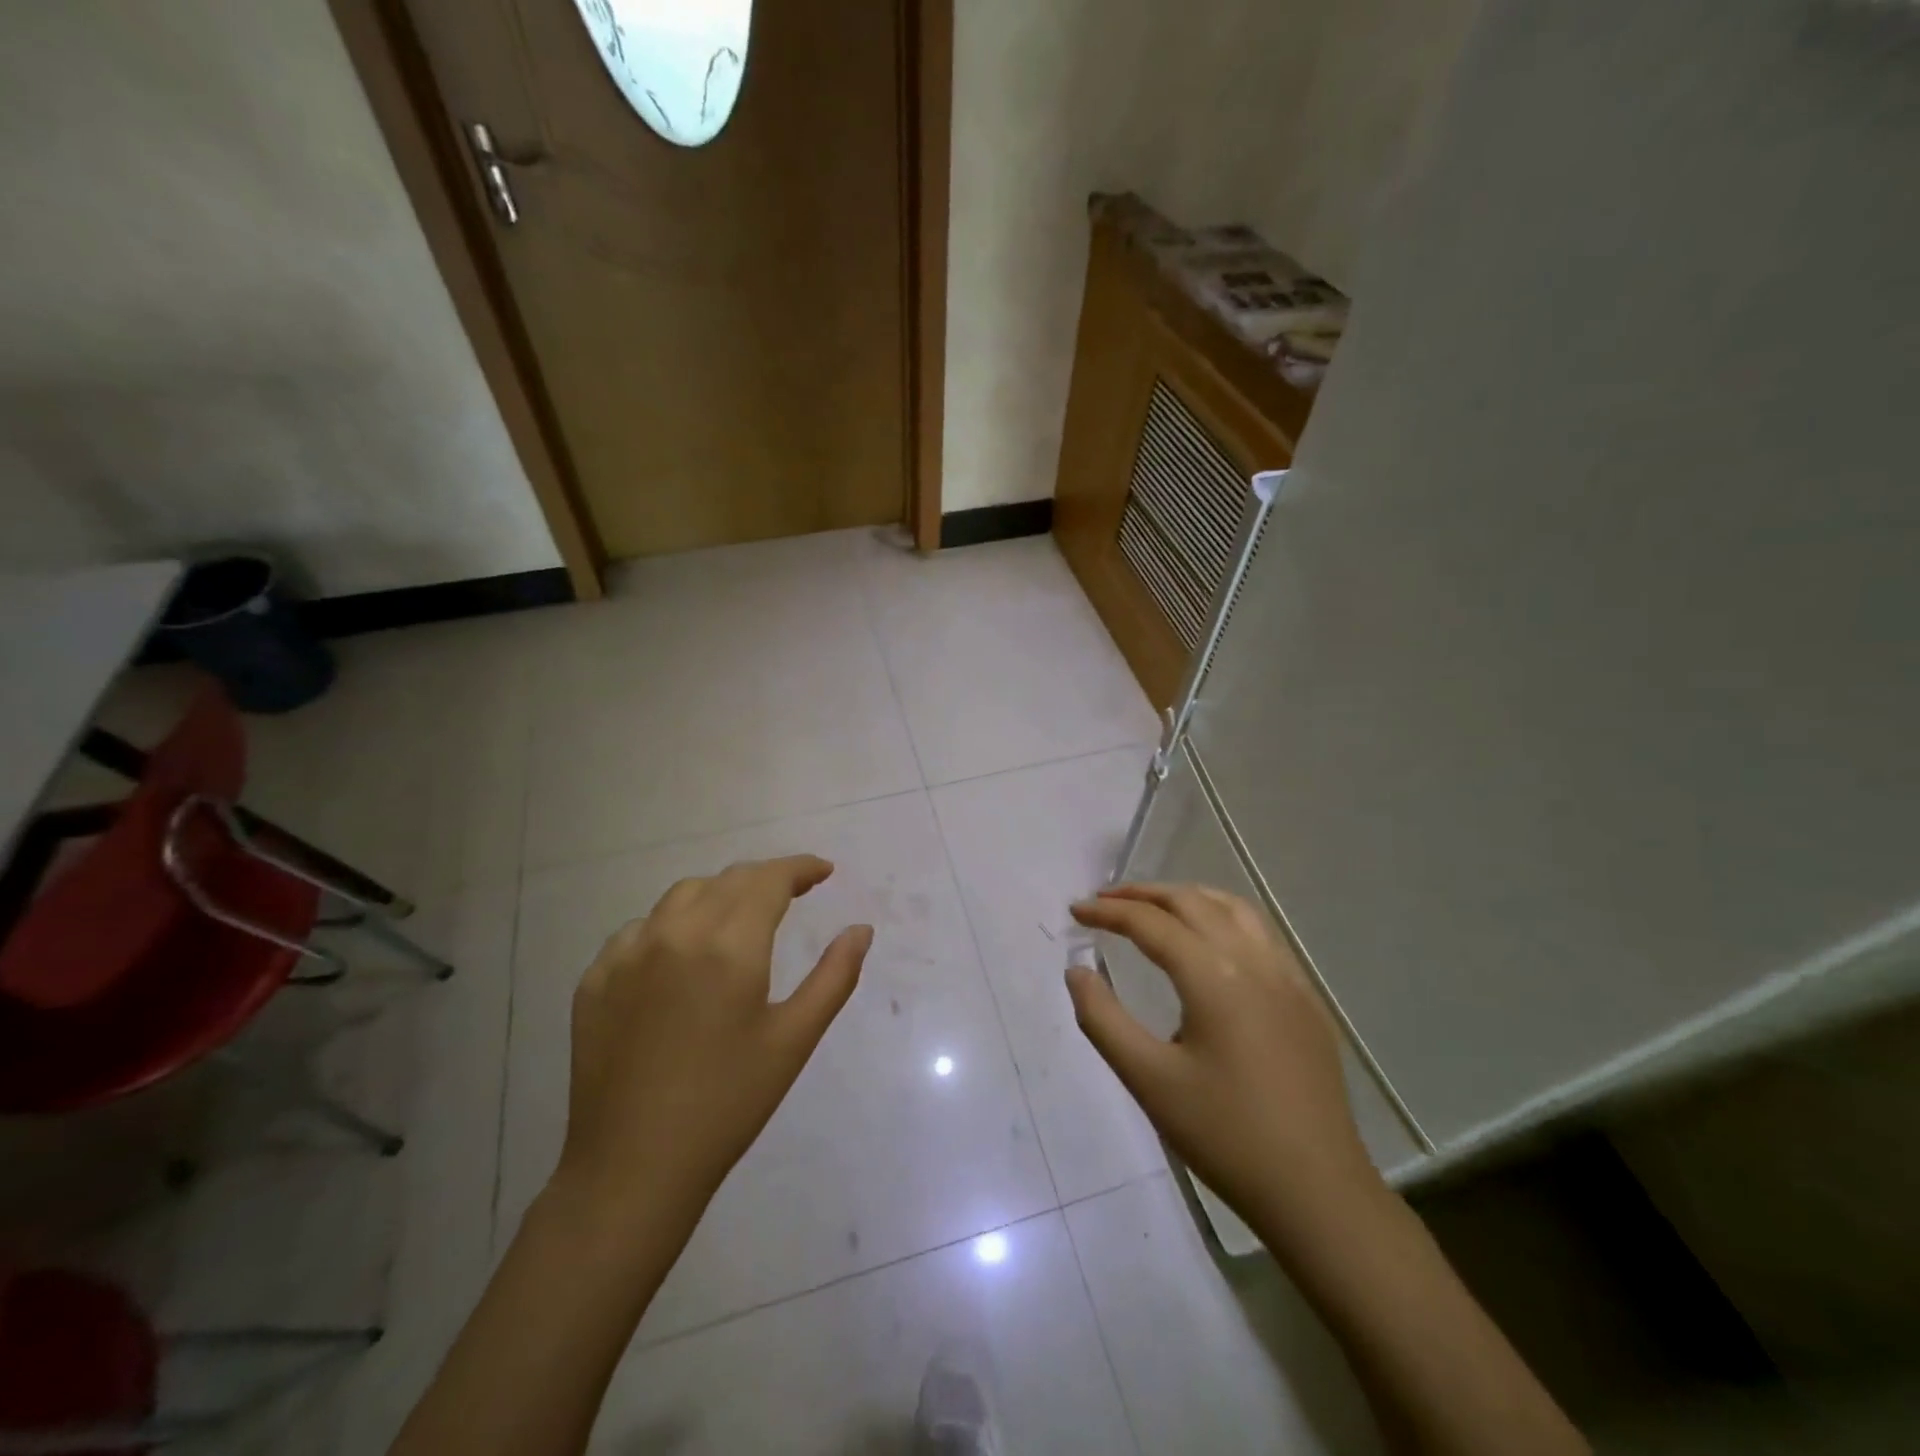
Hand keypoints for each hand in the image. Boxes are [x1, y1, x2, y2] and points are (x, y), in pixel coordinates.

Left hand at [553, 855, 872, 1221]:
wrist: (633, 1166)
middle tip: (794, 893)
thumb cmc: (728, 1103)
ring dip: (720, 894)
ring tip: (740, 916)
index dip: (800, 868)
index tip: (823, 872)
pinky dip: (673, 924)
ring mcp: (627, 953)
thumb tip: (861, 929)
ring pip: (682, 895)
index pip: (769, 879)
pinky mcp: (595, 978)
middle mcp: (676, 932)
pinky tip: (682, 954)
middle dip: (766, 878)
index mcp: (729, 944)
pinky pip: (641, 928)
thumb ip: (835, 975)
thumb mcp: (795, 1038)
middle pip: (728, 879)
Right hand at [1067, 883, 1381, 1245]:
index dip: (1107, 911)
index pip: (1151, 924)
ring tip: (1153, 907)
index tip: (1075, 910)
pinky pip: (1260, 933)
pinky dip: (1223, 916)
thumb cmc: (1225, 1136)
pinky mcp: (1306, 999)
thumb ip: (1103, 1019)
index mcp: (1214, 977)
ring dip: (1187, 897)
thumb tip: (1077, 971)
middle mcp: (1254, 961)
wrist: (1317, 1193)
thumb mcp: (1148, 1080)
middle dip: (1143, 894)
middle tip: (1104, 900)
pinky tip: (1210, 942)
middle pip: (1192, 902)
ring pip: (1233, 908)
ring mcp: (1288, 977)